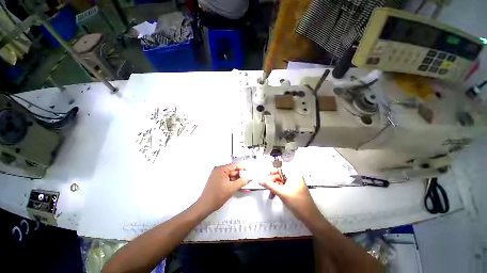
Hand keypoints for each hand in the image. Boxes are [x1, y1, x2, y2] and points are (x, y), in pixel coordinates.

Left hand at [197, 163, 250, 212]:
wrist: (205, 206)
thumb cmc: (216, 196)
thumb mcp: (232, 188)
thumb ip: (242, 182)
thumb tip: (250, 177)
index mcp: (221, 169)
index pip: (234, 165)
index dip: (243, 168)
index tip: (249, 171)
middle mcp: (219, 171)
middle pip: (233, 170)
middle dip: (241, 175)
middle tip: (249, 179)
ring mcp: (218, 176)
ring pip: (231, 176)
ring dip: (238, 180)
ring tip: (246, 184)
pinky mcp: (218, 181)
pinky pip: (228, 180)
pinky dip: (233, 183)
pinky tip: (240, 187)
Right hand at [260, 170, 322, 224]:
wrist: (309, 217)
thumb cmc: (297, 202)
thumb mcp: (281, 192)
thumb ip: (269, 185)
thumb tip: (260, 180)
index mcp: (293, 175)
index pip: (281, 168)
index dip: (273, 171)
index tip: (266, 176)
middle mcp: (294, 177)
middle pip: (280, 175)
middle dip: (272, 181)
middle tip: (267, 187)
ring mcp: (294, 184)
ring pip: (280, 182)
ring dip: (274, 187)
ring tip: (270, 194)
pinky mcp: (294, 190)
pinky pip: (283, 187)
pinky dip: (278, 191)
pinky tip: (274, 196)